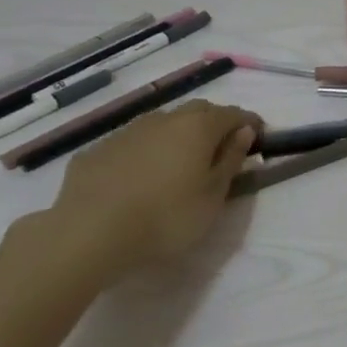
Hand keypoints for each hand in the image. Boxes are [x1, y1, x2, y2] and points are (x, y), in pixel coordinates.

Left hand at [40, 101, 264, 279]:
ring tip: (179, 162)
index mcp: (199, 127)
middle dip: (214, 123)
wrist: (86, 235)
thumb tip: (243, 133)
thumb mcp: (212, 197)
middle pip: (198, 111)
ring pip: (163, 124)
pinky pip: (132, 143)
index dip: (250, 123)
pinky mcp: (97, 151)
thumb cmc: (165, 218)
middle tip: (221, 148)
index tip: (259, 136)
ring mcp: (127, 132)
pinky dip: (145, 152)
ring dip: (177, 135)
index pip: (234, 114)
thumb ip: (231, 160)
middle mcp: (165, 120)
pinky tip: (139, 176)